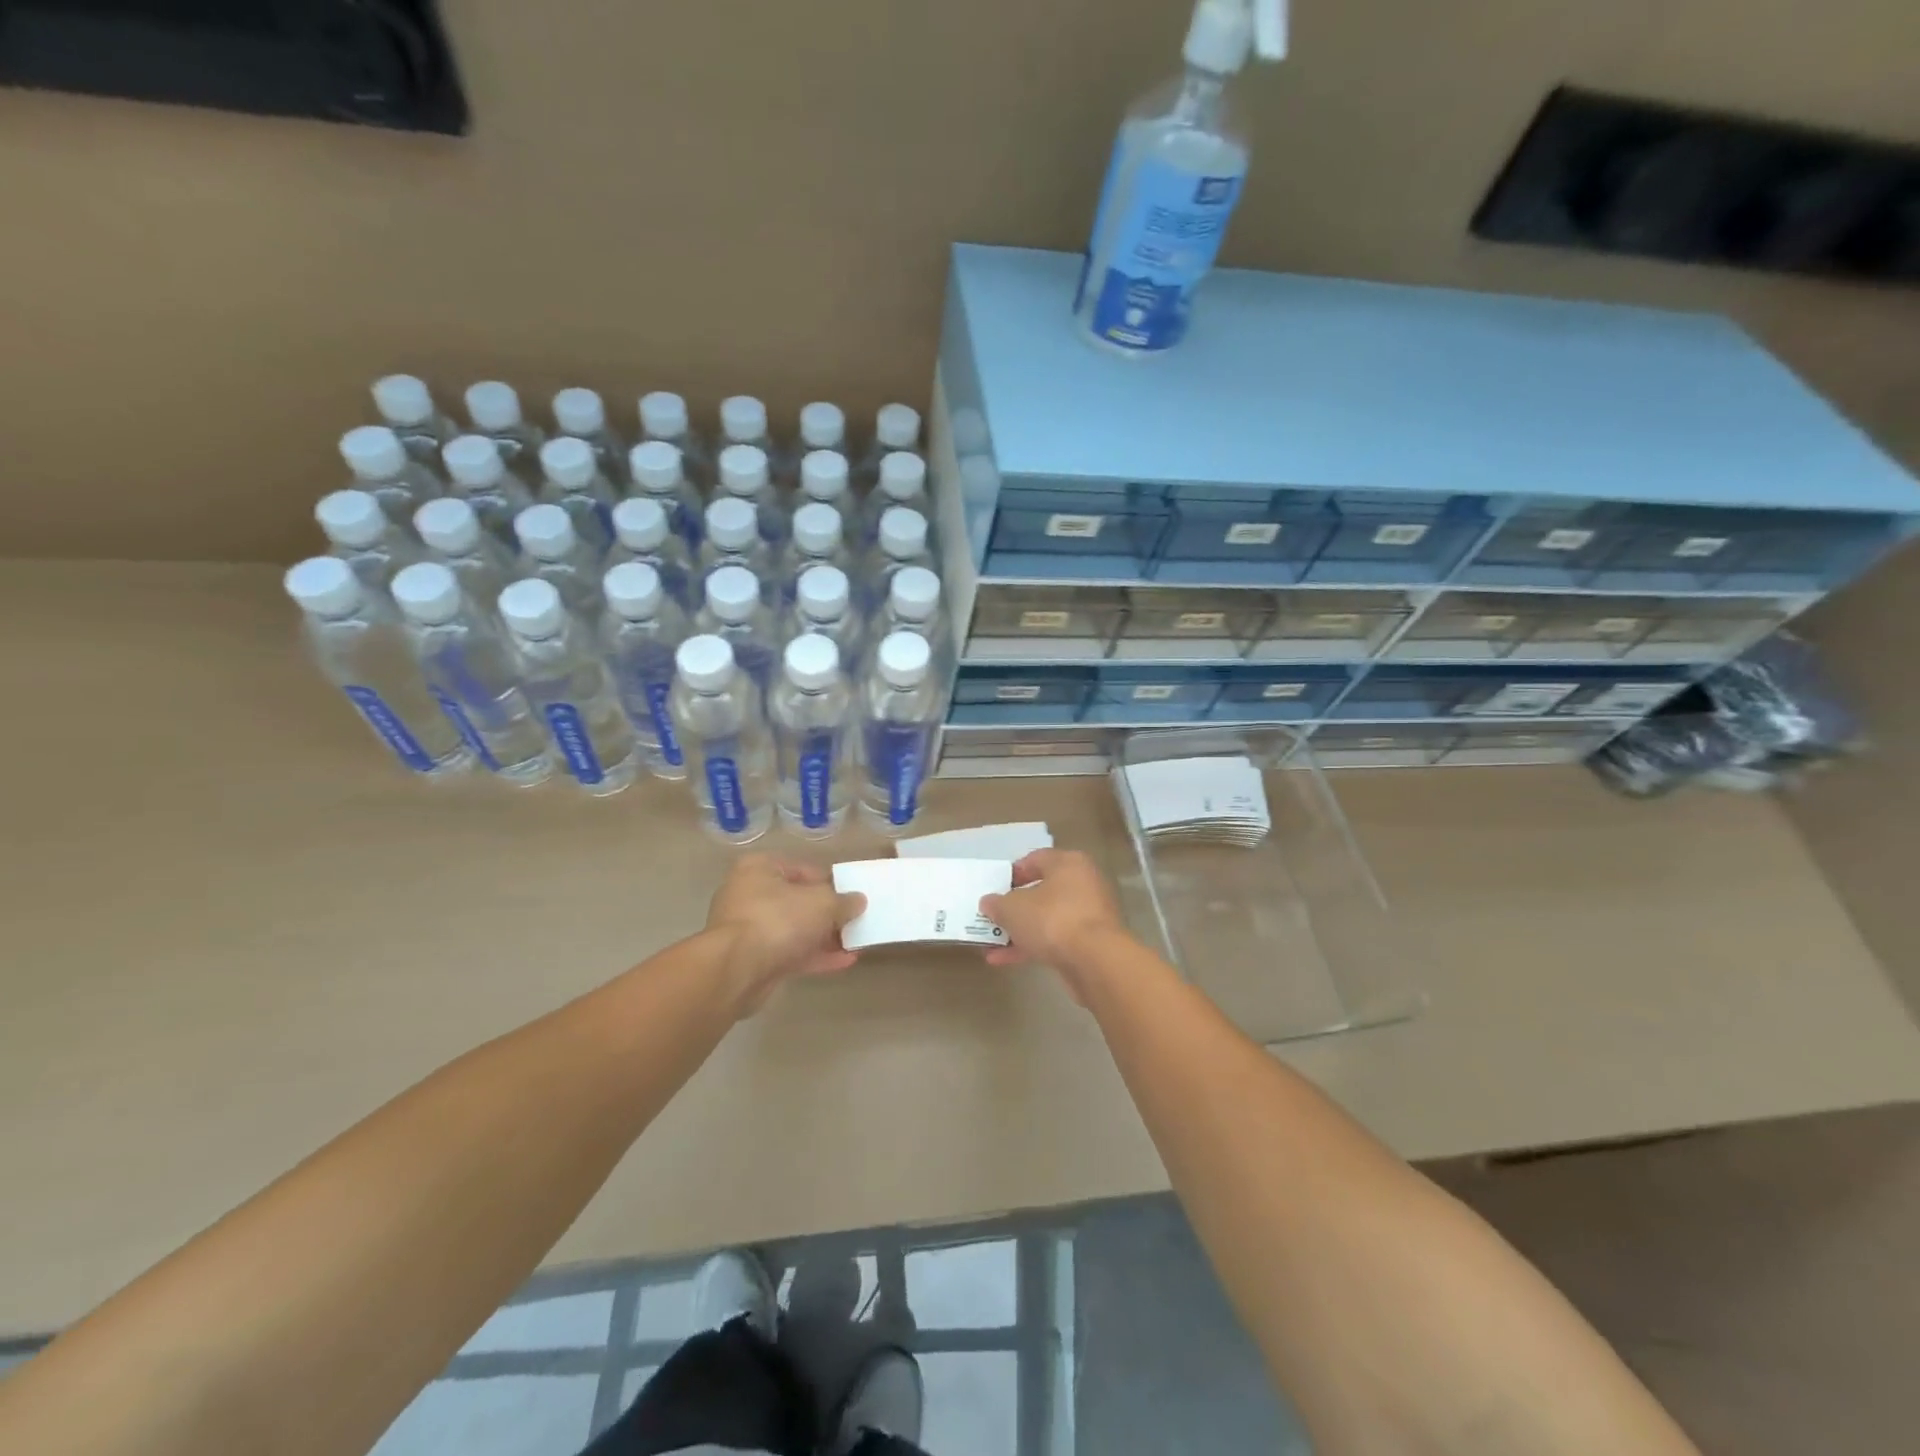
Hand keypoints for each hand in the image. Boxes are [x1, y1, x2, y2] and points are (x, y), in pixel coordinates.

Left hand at [704, 856, 865, 1013]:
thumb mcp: (822, 903)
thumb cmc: (778, 919)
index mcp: (759, 868)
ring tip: (855, 942)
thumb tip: (858, 901)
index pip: (802, 869)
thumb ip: (843, 901)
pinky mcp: (752, 960)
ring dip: (824, 937)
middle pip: (797, 901)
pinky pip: (789, 953)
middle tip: (854, 920)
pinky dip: (815, 956)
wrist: (736, 970)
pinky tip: (844, 961)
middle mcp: (749, 894)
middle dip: (827, 913)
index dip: (830, 882)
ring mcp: (749, 929)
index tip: (850, 895)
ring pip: (794, 929)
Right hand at [979, 849, 1132, 996]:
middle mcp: (1083, 883)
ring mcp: (1089, 915)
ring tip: (991, 945)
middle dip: (1014, 907)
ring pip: (1047, 918)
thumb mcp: (1013, 908)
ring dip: (1020, 931)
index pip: (1036, 859)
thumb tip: (989, 903)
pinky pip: (1055, 939)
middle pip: (1042, 891)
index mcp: (1068, 863)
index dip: (1012, 873)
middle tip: (993, 917)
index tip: (994, 888)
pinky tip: (1003, 960)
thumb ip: (997, 904)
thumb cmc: (1052, 919)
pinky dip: (1032, 946)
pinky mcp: (1091, 943)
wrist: (1095, 961)